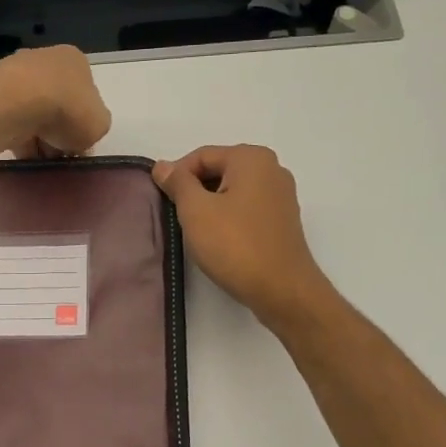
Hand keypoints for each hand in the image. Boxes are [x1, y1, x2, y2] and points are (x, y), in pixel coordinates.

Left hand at [0, 45, 111, 157]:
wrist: (15, 103)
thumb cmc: (67, 109)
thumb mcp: (99, 125)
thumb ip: (94, 128)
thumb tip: (80, 136)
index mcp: (76, 61)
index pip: (85, 95)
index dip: (84, 124)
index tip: (78, 145)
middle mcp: (45, 59)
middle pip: (57, 105)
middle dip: (58, 132)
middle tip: (58, 155)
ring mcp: (15, 73)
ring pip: (33, 113)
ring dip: (37, 137)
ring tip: (39, 159)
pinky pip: (10, 119)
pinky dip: (16, 137)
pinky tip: (21, 154)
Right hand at [152, 145, 335, 327]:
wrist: (282, 290)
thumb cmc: (235, 245)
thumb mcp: (196, 211)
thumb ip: (178, 183)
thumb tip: (162, 166)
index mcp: (251, 158)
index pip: (201, 156)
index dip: (176, 177)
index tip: (163, 202)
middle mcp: (272, 169)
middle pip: (219, 171)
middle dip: (194, 192)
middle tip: (177, 219)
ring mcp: (281, 196)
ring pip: (232, 192)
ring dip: (210, 207)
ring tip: (196, 233)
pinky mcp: (283, 221)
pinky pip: (247, 209)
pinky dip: (229, 219)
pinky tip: (219, 241)